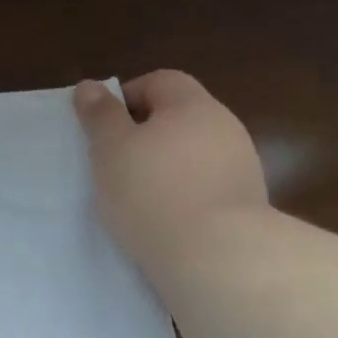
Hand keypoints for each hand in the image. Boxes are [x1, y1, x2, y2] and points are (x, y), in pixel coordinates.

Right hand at [74, 71, 268, 275]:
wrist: (216, 256)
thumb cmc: (152, 193)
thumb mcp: (111, 150)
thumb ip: (100, 116)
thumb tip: (90, 86)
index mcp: (192, 104)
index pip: (159, 81)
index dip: (126, 98)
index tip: (103, 130)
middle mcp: (224, 126)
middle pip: (178, 118)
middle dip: (145, 136)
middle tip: (114, 165)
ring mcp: (241, 166)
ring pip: (192, 155)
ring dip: (165, 168)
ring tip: (136, 199)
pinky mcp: (246, 204)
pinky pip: (205, 187)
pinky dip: (183, 196)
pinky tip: (164, 221)